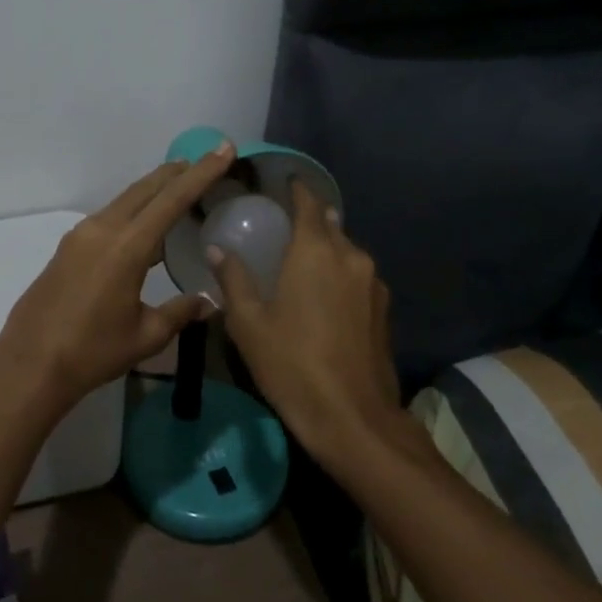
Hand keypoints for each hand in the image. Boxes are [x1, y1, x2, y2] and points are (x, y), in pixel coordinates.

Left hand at [0, 141, 237, 415]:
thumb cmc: (92, 352)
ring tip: (179, 187)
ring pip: (125, 200)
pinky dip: (134, 210)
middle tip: (205, 161)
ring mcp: (80, 236)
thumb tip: (209, 303)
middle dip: (177, 173)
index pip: (172, 200)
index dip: (201, 173)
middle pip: (145, 189)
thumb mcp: (145, 336)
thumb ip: (180, 312)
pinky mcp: (68, 248)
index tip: (223, 149)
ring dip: (153, 190)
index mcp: (126, 247)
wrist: (29, 363)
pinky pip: (109, 217)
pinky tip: (144, 226)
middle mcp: (102, 230)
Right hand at [210, 180, 402, 462]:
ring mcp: (372, 283)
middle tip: (280, 226)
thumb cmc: (292, 364)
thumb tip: (217, 249)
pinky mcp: (383, 309)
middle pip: (330, 225)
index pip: (308, 204)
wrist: (353, 418)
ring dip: (325, 249)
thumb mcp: (249, 323)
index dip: (296, 190)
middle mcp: (350, 257)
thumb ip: (233, 279)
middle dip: (308, 219)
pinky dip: (338, 273)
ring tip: (299, 261)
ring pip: (346, 251)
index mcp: (315, 252)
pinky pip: (357, 276)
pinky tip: (321, 294)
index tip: (282, 183)